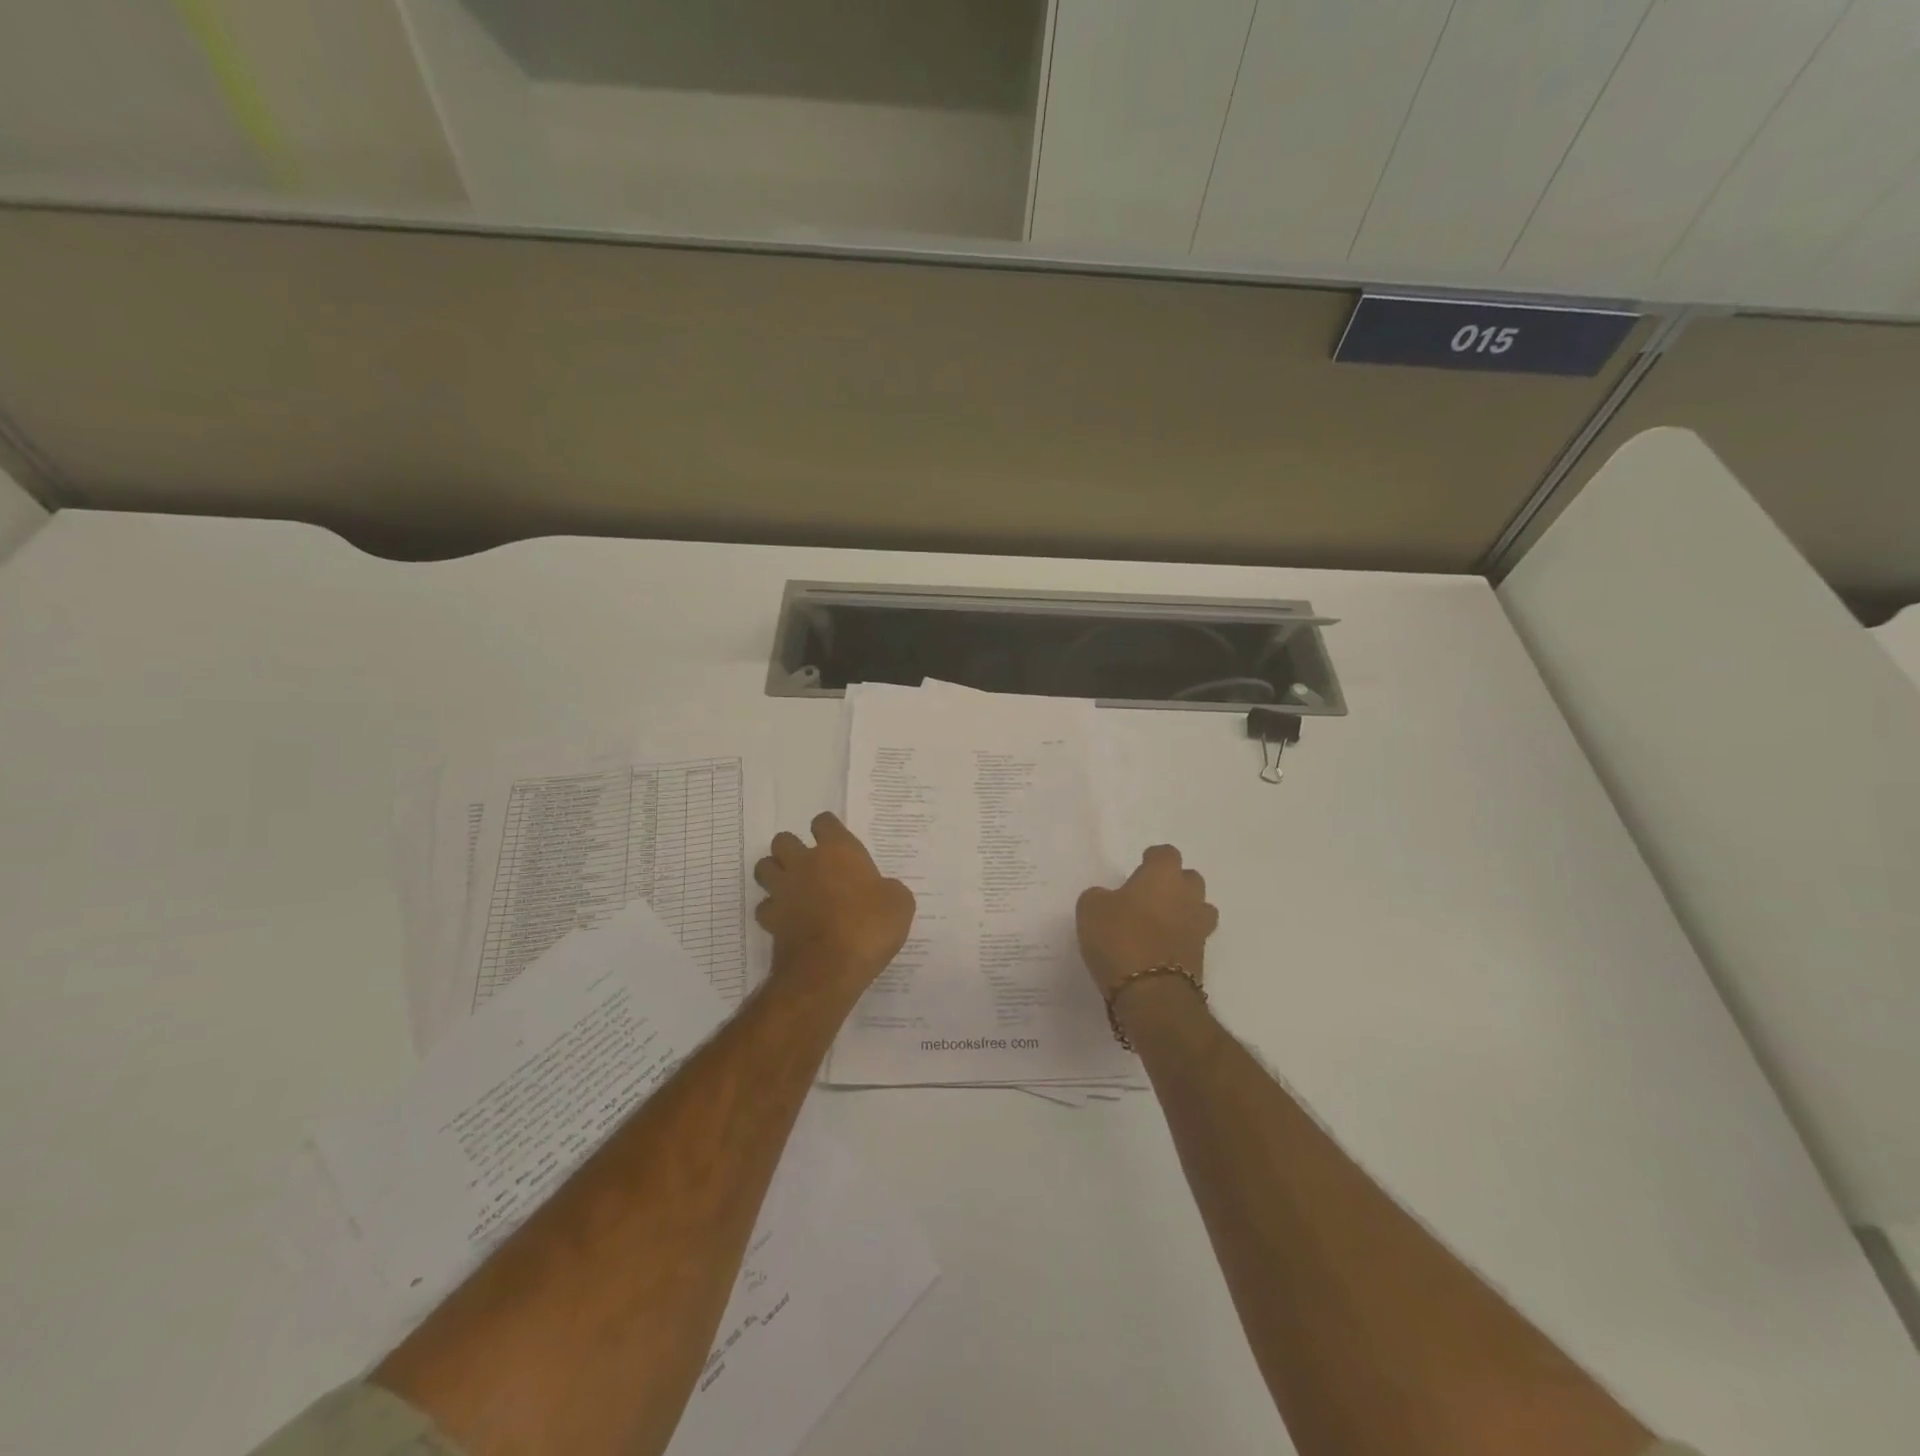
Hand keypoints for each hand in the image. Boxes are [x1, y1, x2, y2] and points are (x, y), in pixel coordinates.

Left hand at [754, 812, 915, 994]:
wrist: (830, 968)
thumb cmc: (869, 927)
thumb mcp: (899, 904)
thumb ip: (888, 889)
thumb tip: (882, 891)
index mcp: (838, 851)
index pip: (824, 822)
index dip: (829, 829)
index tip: (837, 842)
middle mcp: (805, 863)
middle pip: (784, 840)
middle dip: (793, 848)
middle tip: (810, 865)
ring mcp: (783, 890)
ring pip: (764, 868)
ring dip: (775, 873)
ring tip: (792, 886)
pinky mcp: (770, 919)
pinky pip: (764, 906)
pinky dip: (773, 910)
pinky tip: (787, 919)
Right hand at [1075, 844, 1218, 996]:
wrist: (1152, 995)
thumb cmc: (1119, 939)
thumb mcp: (1090, 909)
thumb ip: (1100, 896)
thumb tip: (1108, 899)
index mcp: (1162, 876)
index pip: (1166, 853)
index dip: (1153, 859)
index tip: (1140, 866)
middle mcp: (1187, 896)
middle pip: (1190, 879)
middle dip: (1174, 884)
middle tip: (1149, 895)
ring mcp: (1198, 928)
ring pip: (1198, 909)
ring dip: (1183, 912)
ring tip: (1158, 923)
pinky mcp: (1201, 958)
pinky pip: (1192, 938)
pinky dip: (1179, 940)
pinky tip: (1158, 948)